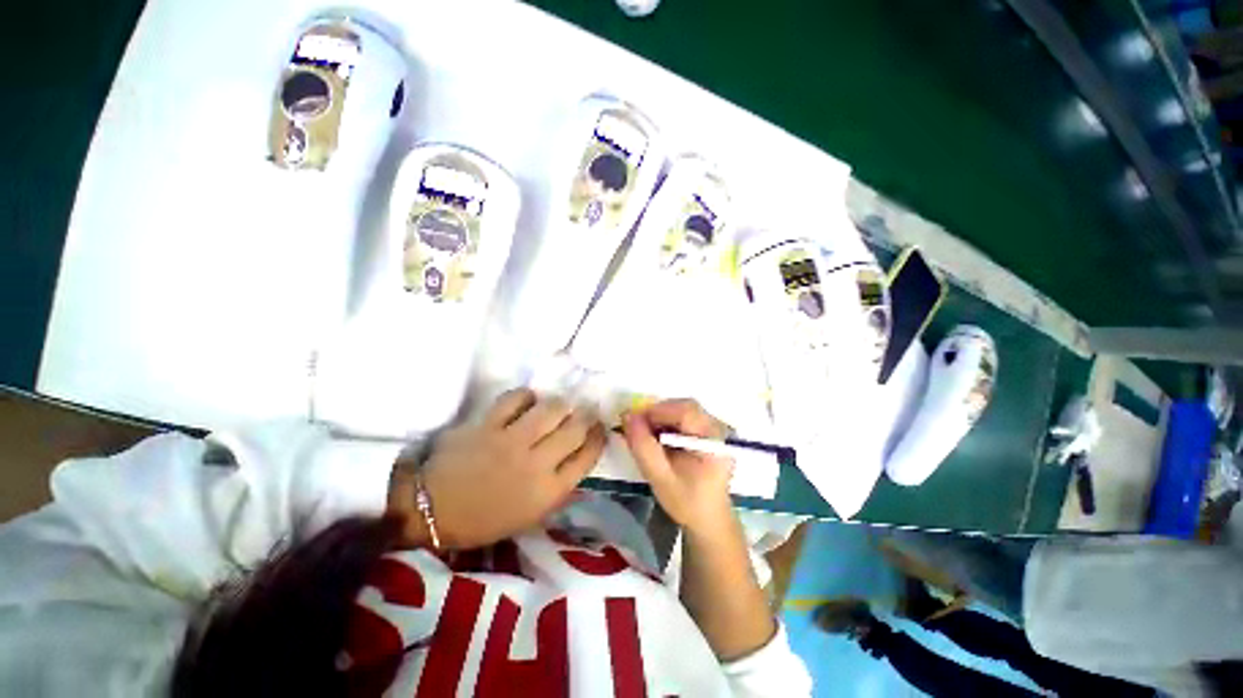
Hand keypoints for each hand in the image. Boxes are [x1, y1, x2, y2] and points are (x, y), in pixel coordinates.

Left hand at [390, 388, 606, 548]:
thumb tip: (578, 461)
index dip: (598, 437)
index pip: (587, 456)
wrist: (431, 511)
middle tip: (584, 411)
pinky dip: (526, 396)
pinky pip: (516, 399)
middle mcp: (536, 463)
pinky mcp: (488, 425)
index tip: (599, 428)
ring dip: (560, 404)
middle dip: (586, 416)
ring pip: (551, 409)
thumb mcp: (530, 516)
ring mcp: (511, 441)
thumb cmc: (484, 519)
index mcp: (548, 491)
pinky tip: (527, 401)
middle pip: (575, 428)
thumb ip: (558, 489)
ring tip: (559, 405)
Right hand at [621, 399, 734, 533]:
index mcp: (713, 442)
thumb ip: (643, 447)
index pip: (686, 412)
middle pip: (686, 407)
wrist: (708, 520)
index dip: (658, 411)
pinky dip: (668, 421)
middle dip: (658, 412)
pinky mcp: (709, 432)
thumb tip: (628, 416)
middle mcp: (718, 430)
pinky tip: (658, 437)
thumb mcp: (660, 478)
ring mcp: (716, 430)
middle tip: (637, 427)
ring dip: (662, 416)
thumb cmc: (687, 502)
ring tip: (645, 433)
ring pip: (685, 409)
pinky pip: (687, 417)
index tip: (634, 420)